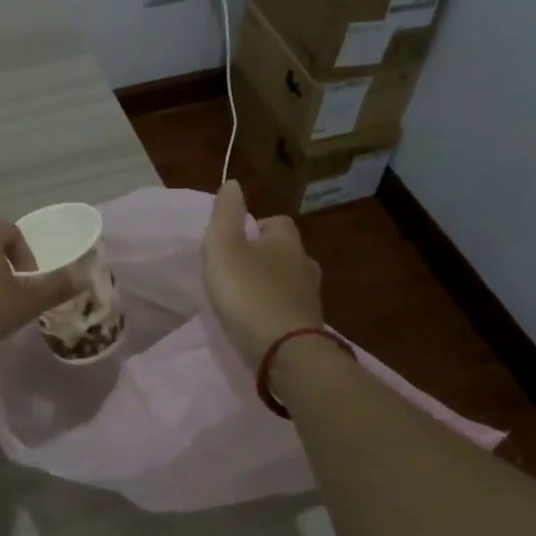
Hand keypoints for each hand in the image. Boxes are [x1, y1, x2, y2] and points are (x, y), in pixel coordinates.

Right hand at [202, 181, 323, 363]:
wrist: (284, 352)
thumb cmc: (248, 292)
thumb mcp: (224, 246)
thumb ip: (225, 214)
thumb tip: (233, 183)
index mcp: (288, 241)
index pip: (278, 222)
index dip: (258, 226)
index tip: (238, 239)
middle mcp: (306, 265)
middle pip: (287, 252)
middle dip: (267, 257)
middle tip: (239, 269)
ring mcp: (312, 300)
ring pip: (292, 282)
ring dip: (273, 286)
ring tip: (247, 298)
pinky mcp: (310, 329)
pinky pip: (292, 310)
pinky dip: (277, 312)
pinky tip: (260, 323)